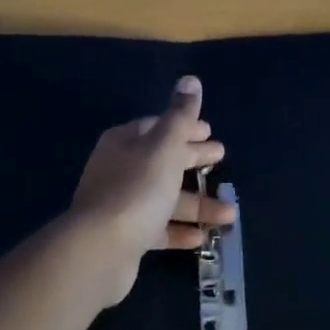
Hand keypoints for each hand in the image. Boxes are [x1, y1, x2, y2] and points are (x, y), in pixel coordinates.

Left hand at [66, 76, 231, 305]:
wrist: (100, 249)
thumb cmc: (137, 189)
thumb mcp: (165, 146)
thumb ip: (180, 115)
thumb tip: (190, 79)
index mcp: (125, 142)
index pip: (158, 127)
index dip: (185, 127)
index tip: (210, 132)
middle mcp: (119, 169)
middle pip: (162, 160)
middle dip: (193, 160)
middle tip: (221, 158)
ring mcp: (120, 204)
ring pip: (165, 198)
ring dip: (197, 203)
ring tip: (230, 212)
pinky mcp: (125, 237)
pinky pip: (158, 228)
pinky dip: (180, 229)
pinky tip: (203, 235)